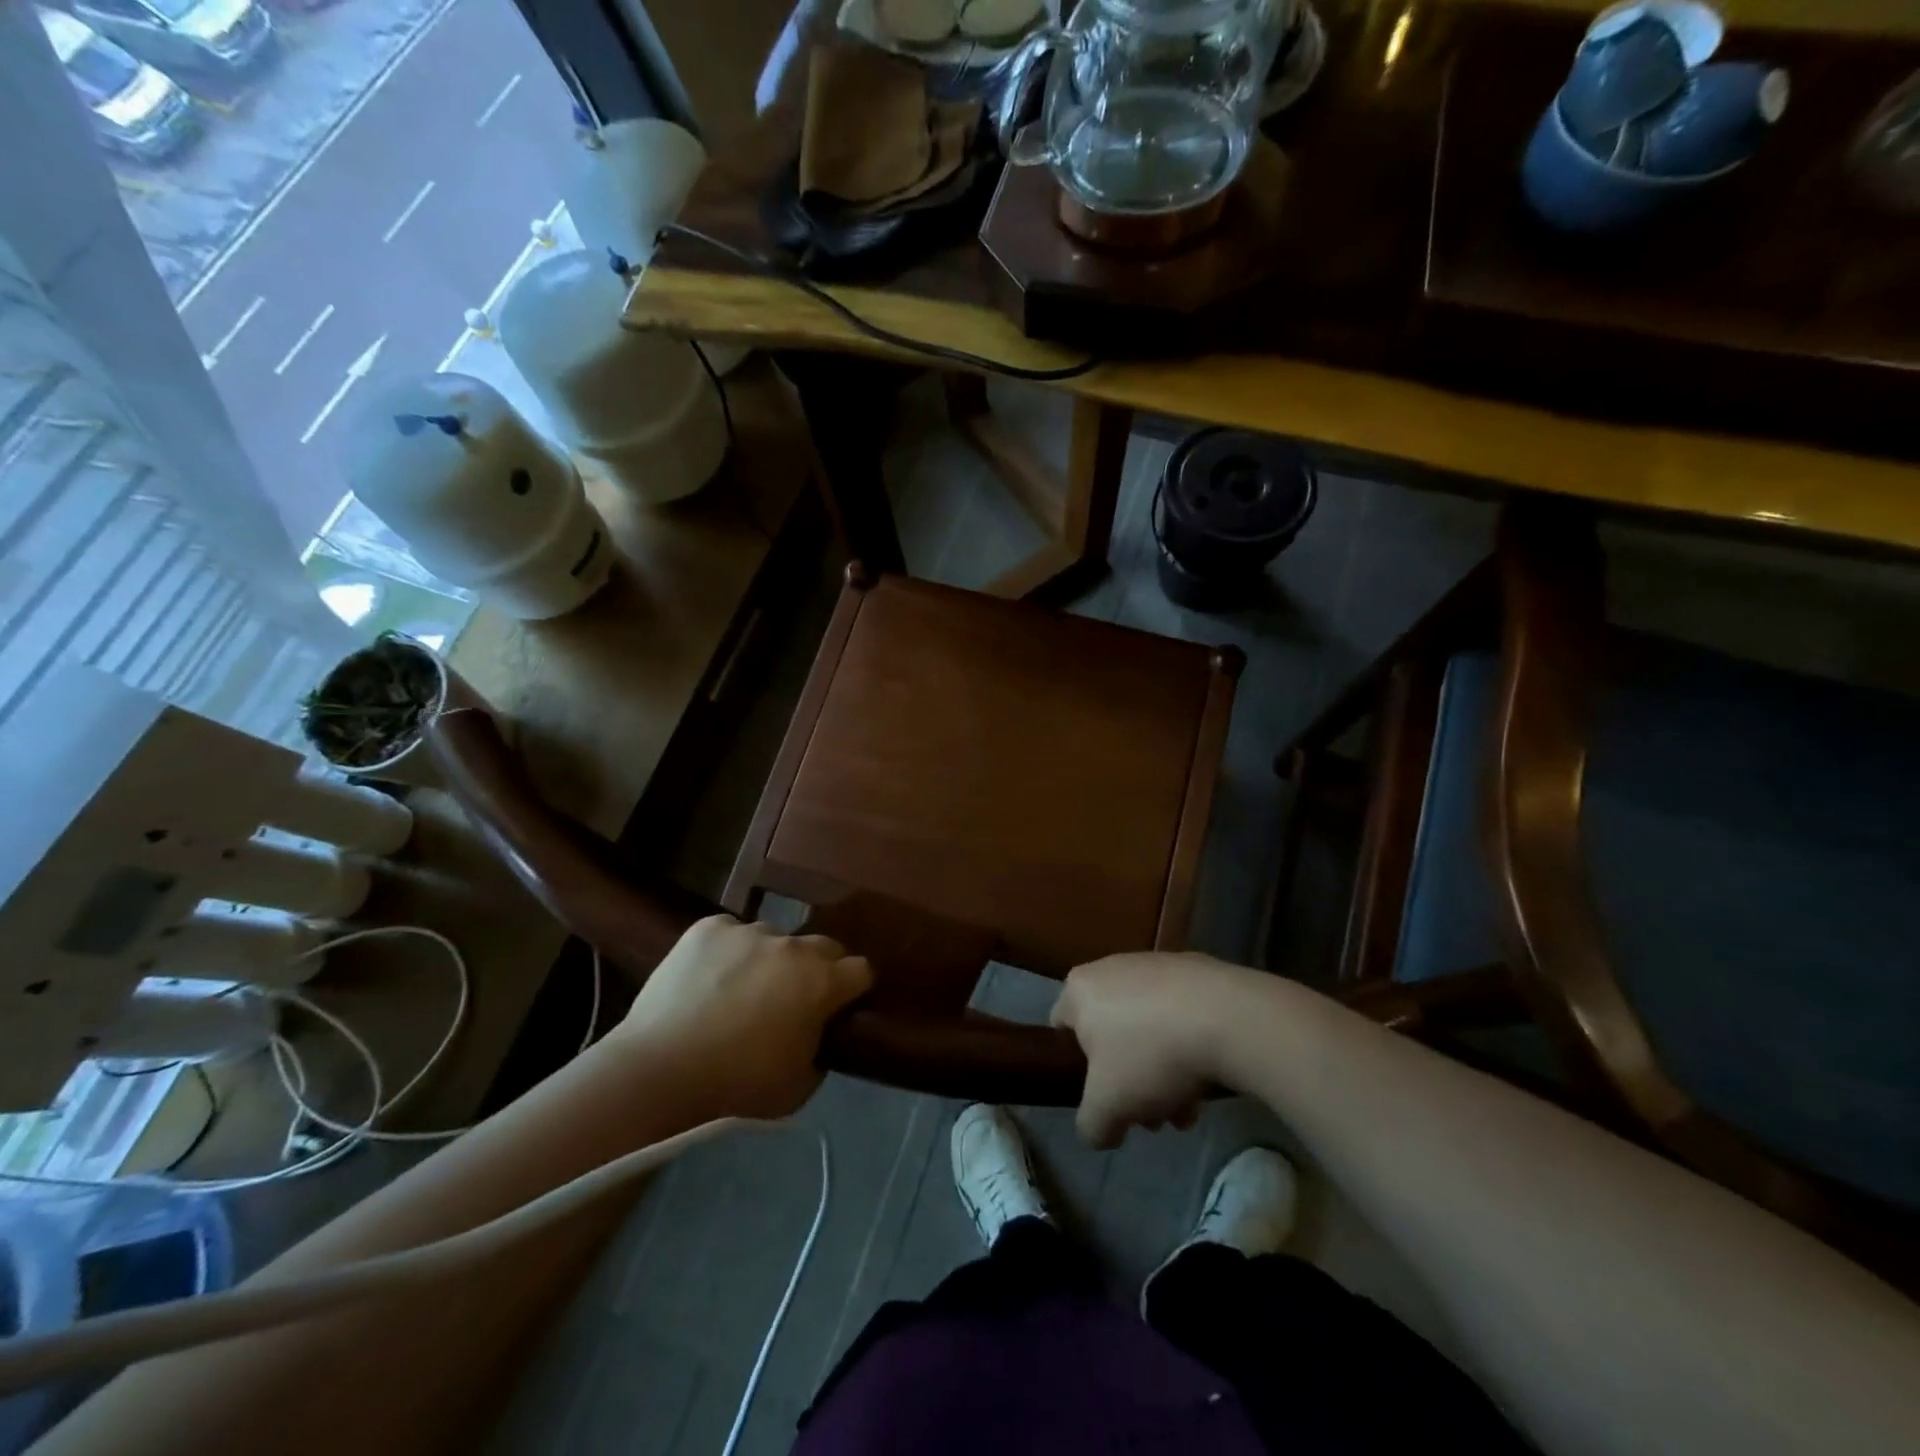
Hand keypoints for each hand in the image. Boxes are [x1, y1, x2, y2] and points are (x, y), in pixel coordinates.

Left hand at [611, 915, 871, 1119]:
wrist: (661, 1070)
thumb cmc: (738, 1086)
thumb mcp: (798, 1087)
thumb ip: (820, 1050)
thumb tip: (817, 1033)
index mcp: (822, 982)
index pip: (861, 970)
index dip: (854, 989)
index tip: (842, 1006)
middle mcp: (792, 946)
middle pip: (823, 946)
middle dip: (817, 968)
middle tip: (794, 999)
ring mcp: (749, 931)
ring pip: (773, 939)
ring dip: (769, 960)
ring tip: (741, 990)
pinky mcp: (709, 927)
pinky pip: (731, 933)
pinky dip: (728, 951)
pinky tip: (709, 978)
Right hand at [1050, 951, 1252, 1149]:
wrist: (1227, 1017)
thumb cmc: (1150, 1055)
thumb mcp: (1107, 1107)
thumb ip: (1091, 1125)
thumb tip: (1099, 1131)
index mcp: (1080, 988)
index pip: (1062, 1029)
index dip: (1077, 1071)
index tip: (1103, 1099)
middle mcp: (1111, 967)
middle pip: (1111, 1036)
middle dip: (1131, 1082)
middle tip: (1153, 1117)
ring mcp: (1155, 964)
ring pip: (1148, 1029)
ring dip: (1163, 1073)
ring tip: (1188, 1108)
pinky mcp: (1195, 969)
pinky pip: (1180, 1015)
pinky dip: (1188, 1045)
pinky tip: (1210, 1079)